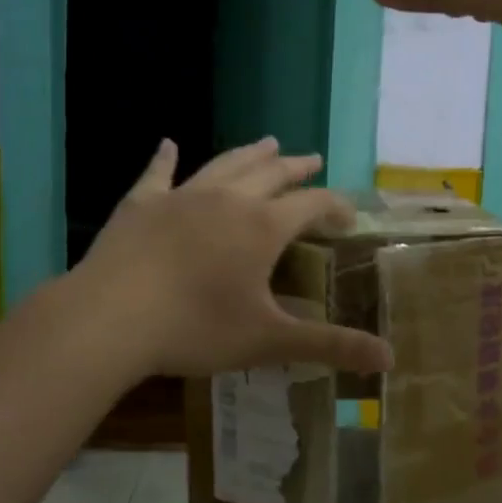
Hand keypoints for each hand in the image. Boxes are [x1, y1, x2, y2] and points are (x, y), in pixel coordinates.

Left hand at [75, 137, 393, 378]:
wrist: (111, 318)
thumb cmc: (196, 328)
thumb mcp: (269, 340)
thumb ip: (330, 346)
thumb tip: (390, 360)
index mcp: (262, 227)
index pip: (312, 204)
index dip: (335, 205)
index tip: (348, 214)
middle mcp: (228, 200)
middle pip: (271, 174)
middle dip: (296, 168)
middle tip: (312, 158)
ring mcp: (181, 197)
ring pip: (225, 165)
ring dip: (250, 154)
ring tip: (268, 142)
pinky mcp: (141, 204)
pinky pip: (158, 173)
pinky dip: (166, 158)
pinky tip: (168, 144)